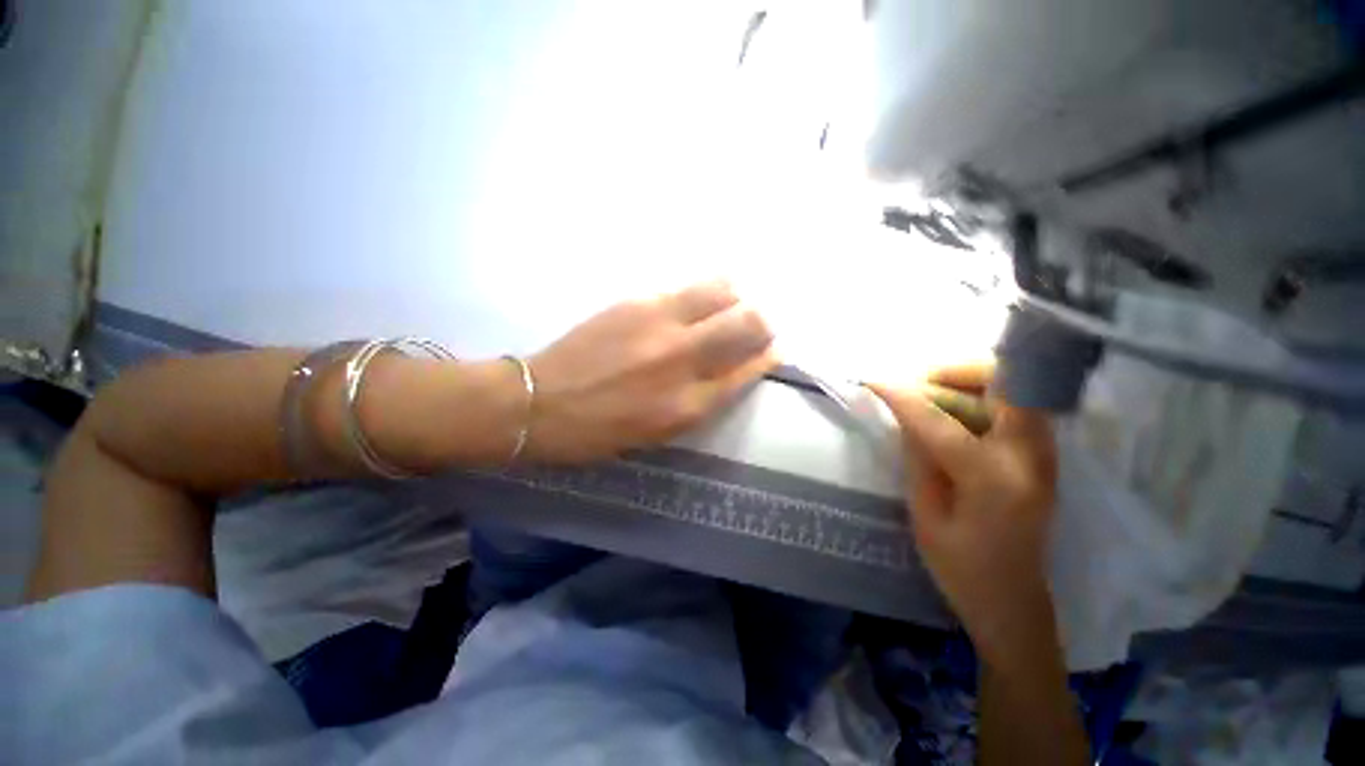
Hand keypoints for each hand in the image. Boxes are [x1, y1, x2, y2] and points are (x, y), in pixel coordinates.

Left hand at [526, 281, 777, 462]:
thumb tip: (731, 371)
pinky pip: (686, 287)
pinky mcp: (635, 302)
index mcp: (689, 405)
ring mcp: (659, 324)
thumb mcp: (660, 432)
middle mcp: (683, 359)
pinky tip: (699, 299)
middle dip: (762, 322)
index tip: (774, 349)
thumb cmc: (601, 431)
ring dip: (736, 297)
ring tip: (731, 303)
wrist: (540, 403)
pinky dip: (705, 291)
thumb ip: (701, 401)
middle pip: (747, 323)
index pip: (748, 370)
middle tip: (756, 325)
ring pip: (721, 292)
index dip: (768, 356)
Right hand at [868, 365, 1058, 664]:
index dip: (902, 396)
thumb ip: (918, 457)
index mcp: (991, 479)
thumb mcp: (925, 515)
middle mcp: (1028, 456)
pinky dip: (982, 398)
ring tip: (931, 396)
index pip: (939, 420)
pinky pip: (1014, 407)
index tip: (873, 381)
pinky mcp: (1043, 456)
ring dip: (970, 383)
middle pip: (1006, 382)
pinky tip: (953, 415)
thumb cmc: (962, 569)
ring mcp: (1043, 454)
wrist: (1014, 602)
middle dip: (957, 371)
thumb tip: (906, 414)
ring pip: (1013, 388)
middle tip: (917, 383)